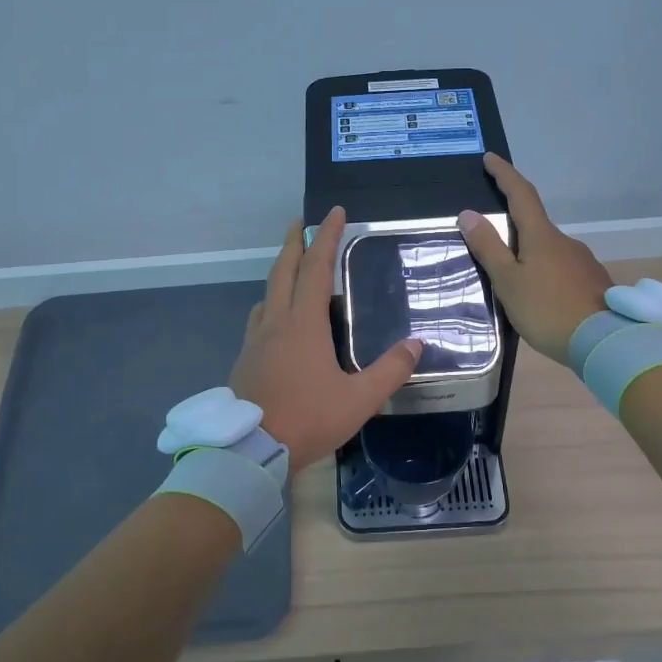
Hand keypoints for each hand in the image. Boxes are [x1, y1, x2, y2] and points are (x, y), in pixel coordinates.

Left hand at [230, 207, 421, 469]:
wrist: (250, 450)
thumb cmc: (307, 419)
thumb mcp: (358, 399)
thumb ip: (390, 371)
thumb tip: (417, 344)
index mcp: (303, 324)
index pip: (316, 268)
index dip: (326, 237)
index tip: (333, 212)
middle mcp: (276, 322)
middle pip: (283, 271)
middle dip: (293, 243)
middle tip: (300, 223)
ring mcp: (255, 340)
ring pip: (267, 293)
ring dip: (280, 272)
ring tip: (292, 268)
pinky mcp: (245, 360)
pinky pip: (258, 319)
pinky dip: (270, 303)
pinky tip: (275, 318)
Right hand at [456, 153, 611, 367]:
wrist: (605, 342)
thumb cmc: (547, 310)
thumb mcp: (508, 281)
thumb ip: (488, 248)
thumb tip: (468, 213)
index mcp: (541, 236)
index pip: (521, 194)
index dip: (505, 174)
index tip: (490, 158)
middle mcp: (565, 241)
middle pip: (535, 223)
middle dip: (513, 223)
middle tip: (491, 237)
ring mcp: (582, 262)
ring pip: (549, 249)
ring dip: (529, 253)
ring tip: (512, 277)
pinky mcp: (592, 283)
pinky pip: (561, 269)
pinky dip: (545, 272)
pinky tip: (539, 295)